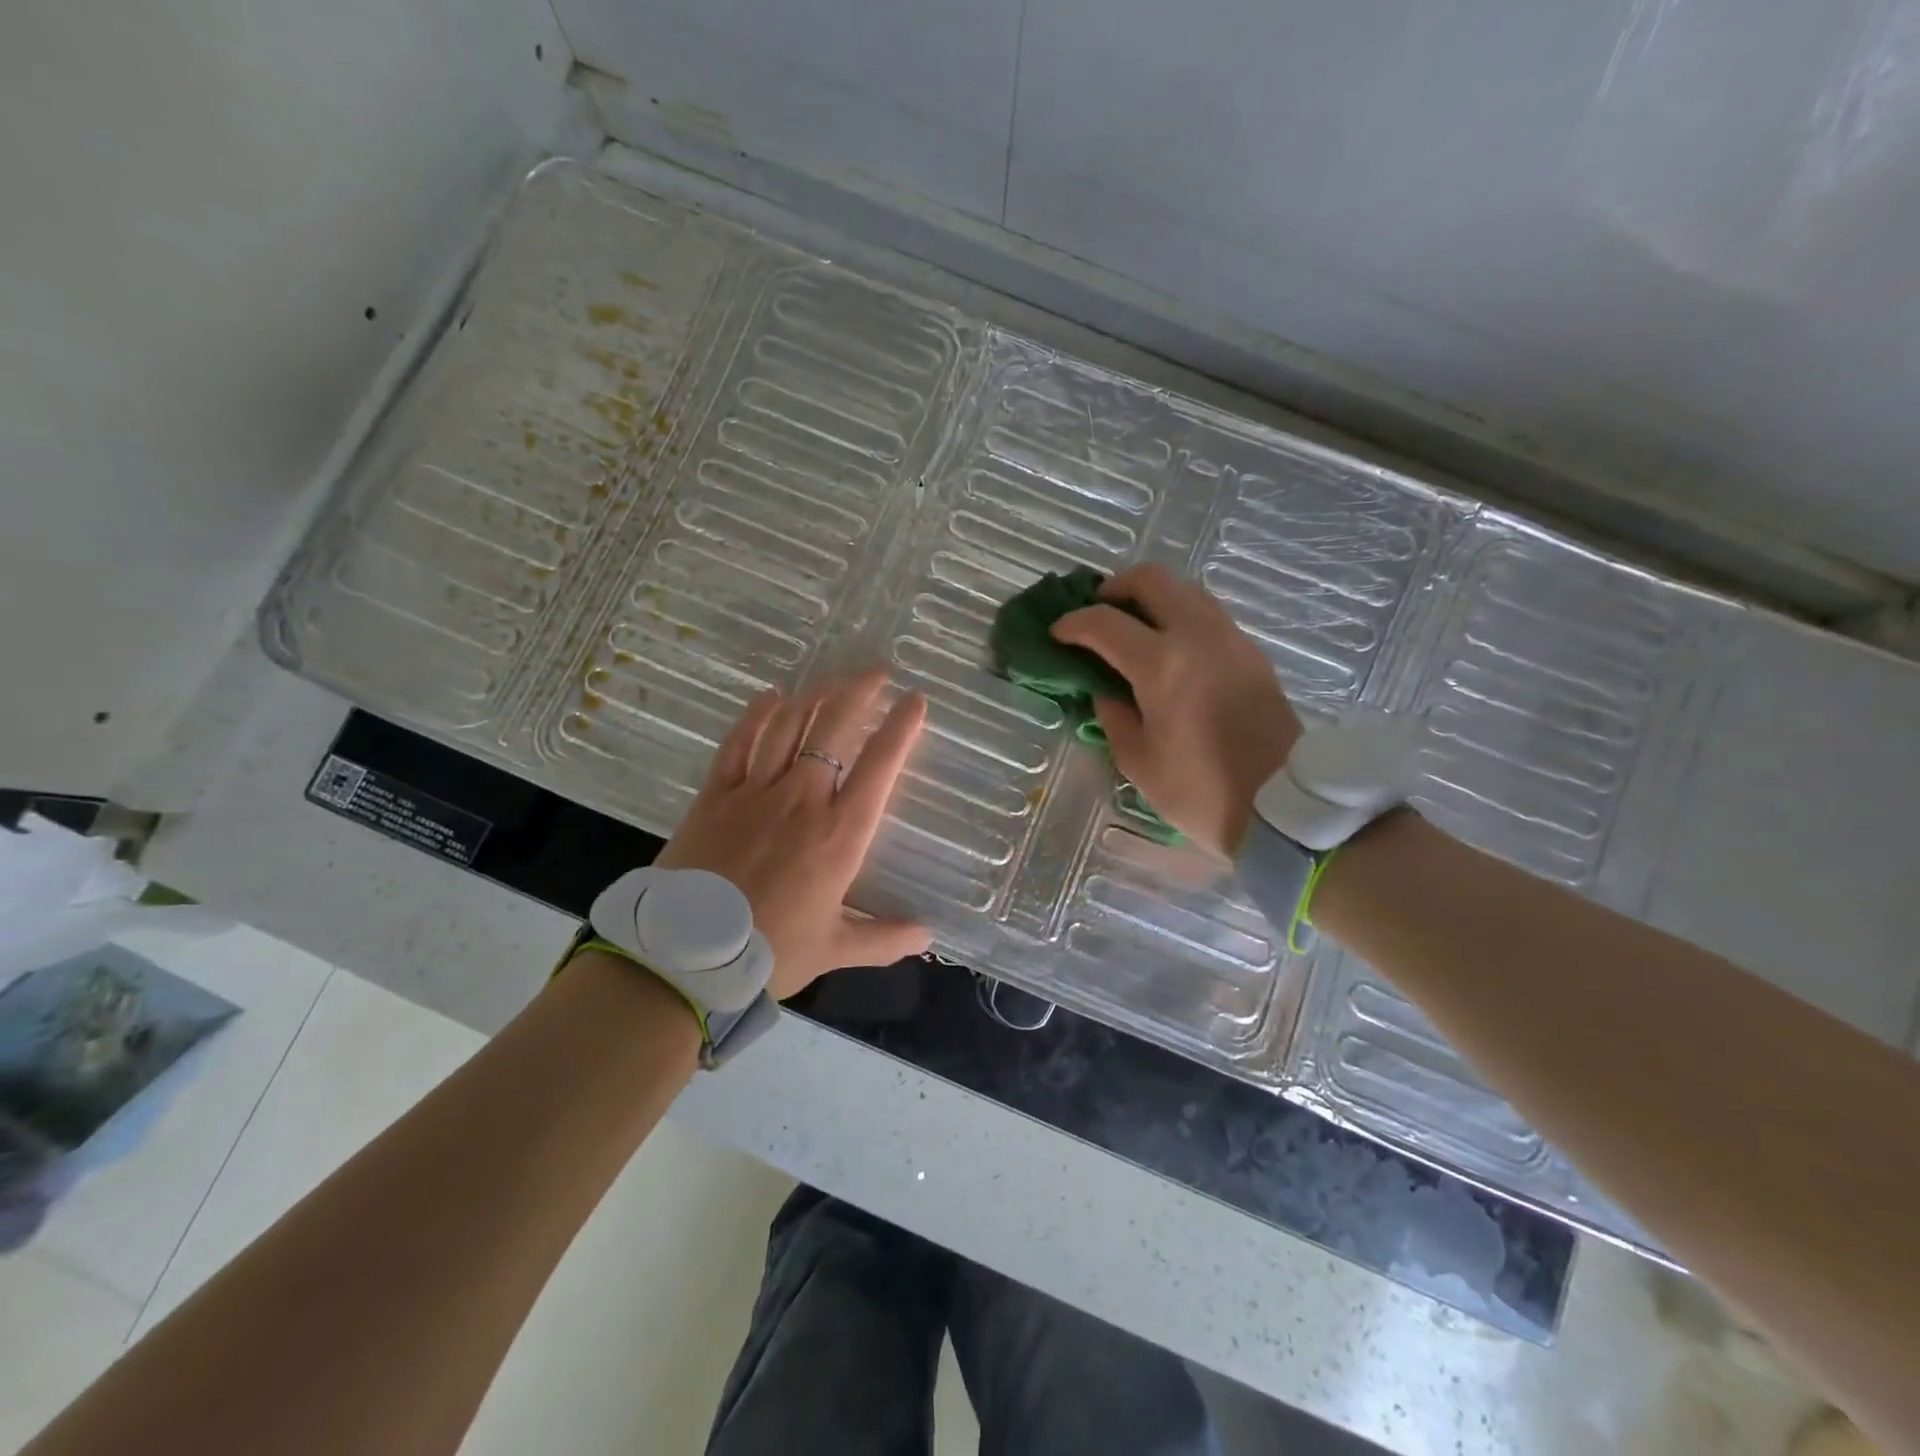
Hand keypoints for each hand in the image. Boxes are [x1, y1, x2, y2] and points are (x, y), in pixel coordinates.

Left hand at [656, 669, 930, 999]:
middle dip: (860, 691)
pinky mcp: (716, 794)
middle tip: (878, 672)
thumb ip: (884, 938)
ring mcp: (756, 791)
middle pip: (834, 728)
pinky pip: (740, 742)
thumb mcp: (834, 949)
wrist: (686, 958)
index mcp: (840, 834)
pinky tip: (771, 697)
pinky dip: (757, 715)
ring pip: (789, 726)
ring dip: (815, 695)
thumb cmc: (769, 953)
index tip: (915, 701)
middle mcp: (803, 799)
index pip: (879, 766)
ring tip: (834, 680)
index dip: (901, 728)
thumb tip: (928, 935)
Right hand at [1051, 563, 1302, 856]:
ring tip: (1131, 627)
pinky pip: (1207, 614)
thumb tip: (1106, 689)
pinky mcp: (1251, 652)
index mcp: (1162, 665)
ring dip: (1151, 598)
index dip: (1072, 623)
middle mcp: (1198, 636)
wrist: (1283, 805)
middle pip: (1151, 580)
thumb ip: (1113, 715)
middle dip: (1114, 588)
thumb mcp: (1138, 761)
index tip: (1057, 634)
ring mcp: (1230, 639)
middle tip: (1097, 613)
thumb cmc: (1200, 791)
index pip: (1104, 622)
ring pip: (1184, 590)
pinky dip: (1178, 616)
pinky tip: (1167, 648)